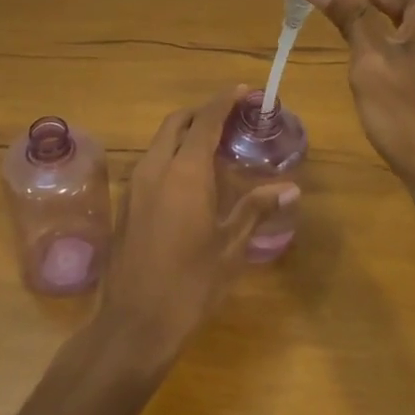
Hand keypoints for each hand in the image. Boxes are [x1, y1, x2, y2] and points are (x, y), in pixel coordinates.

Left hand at [97, 86, 298, 365]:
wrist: (134, 324)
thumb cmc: (190, 285)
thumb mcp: (230, 248)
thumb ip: (256, 209)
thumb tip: (289, 187)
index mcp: (184, 173)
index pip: (205, 121)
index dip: (223, 101)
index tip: (243, 90)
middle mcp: (155, 169)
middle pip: (176, 123)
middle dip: (202, 113)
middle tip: (230, 117)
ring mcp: (134, 186)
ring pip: (159, 142)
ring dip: (184, 134)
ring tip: (214, 147)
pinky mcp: (125, 204)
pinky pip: (150, 164)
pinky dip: (171, 156)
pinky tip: (190, 179)